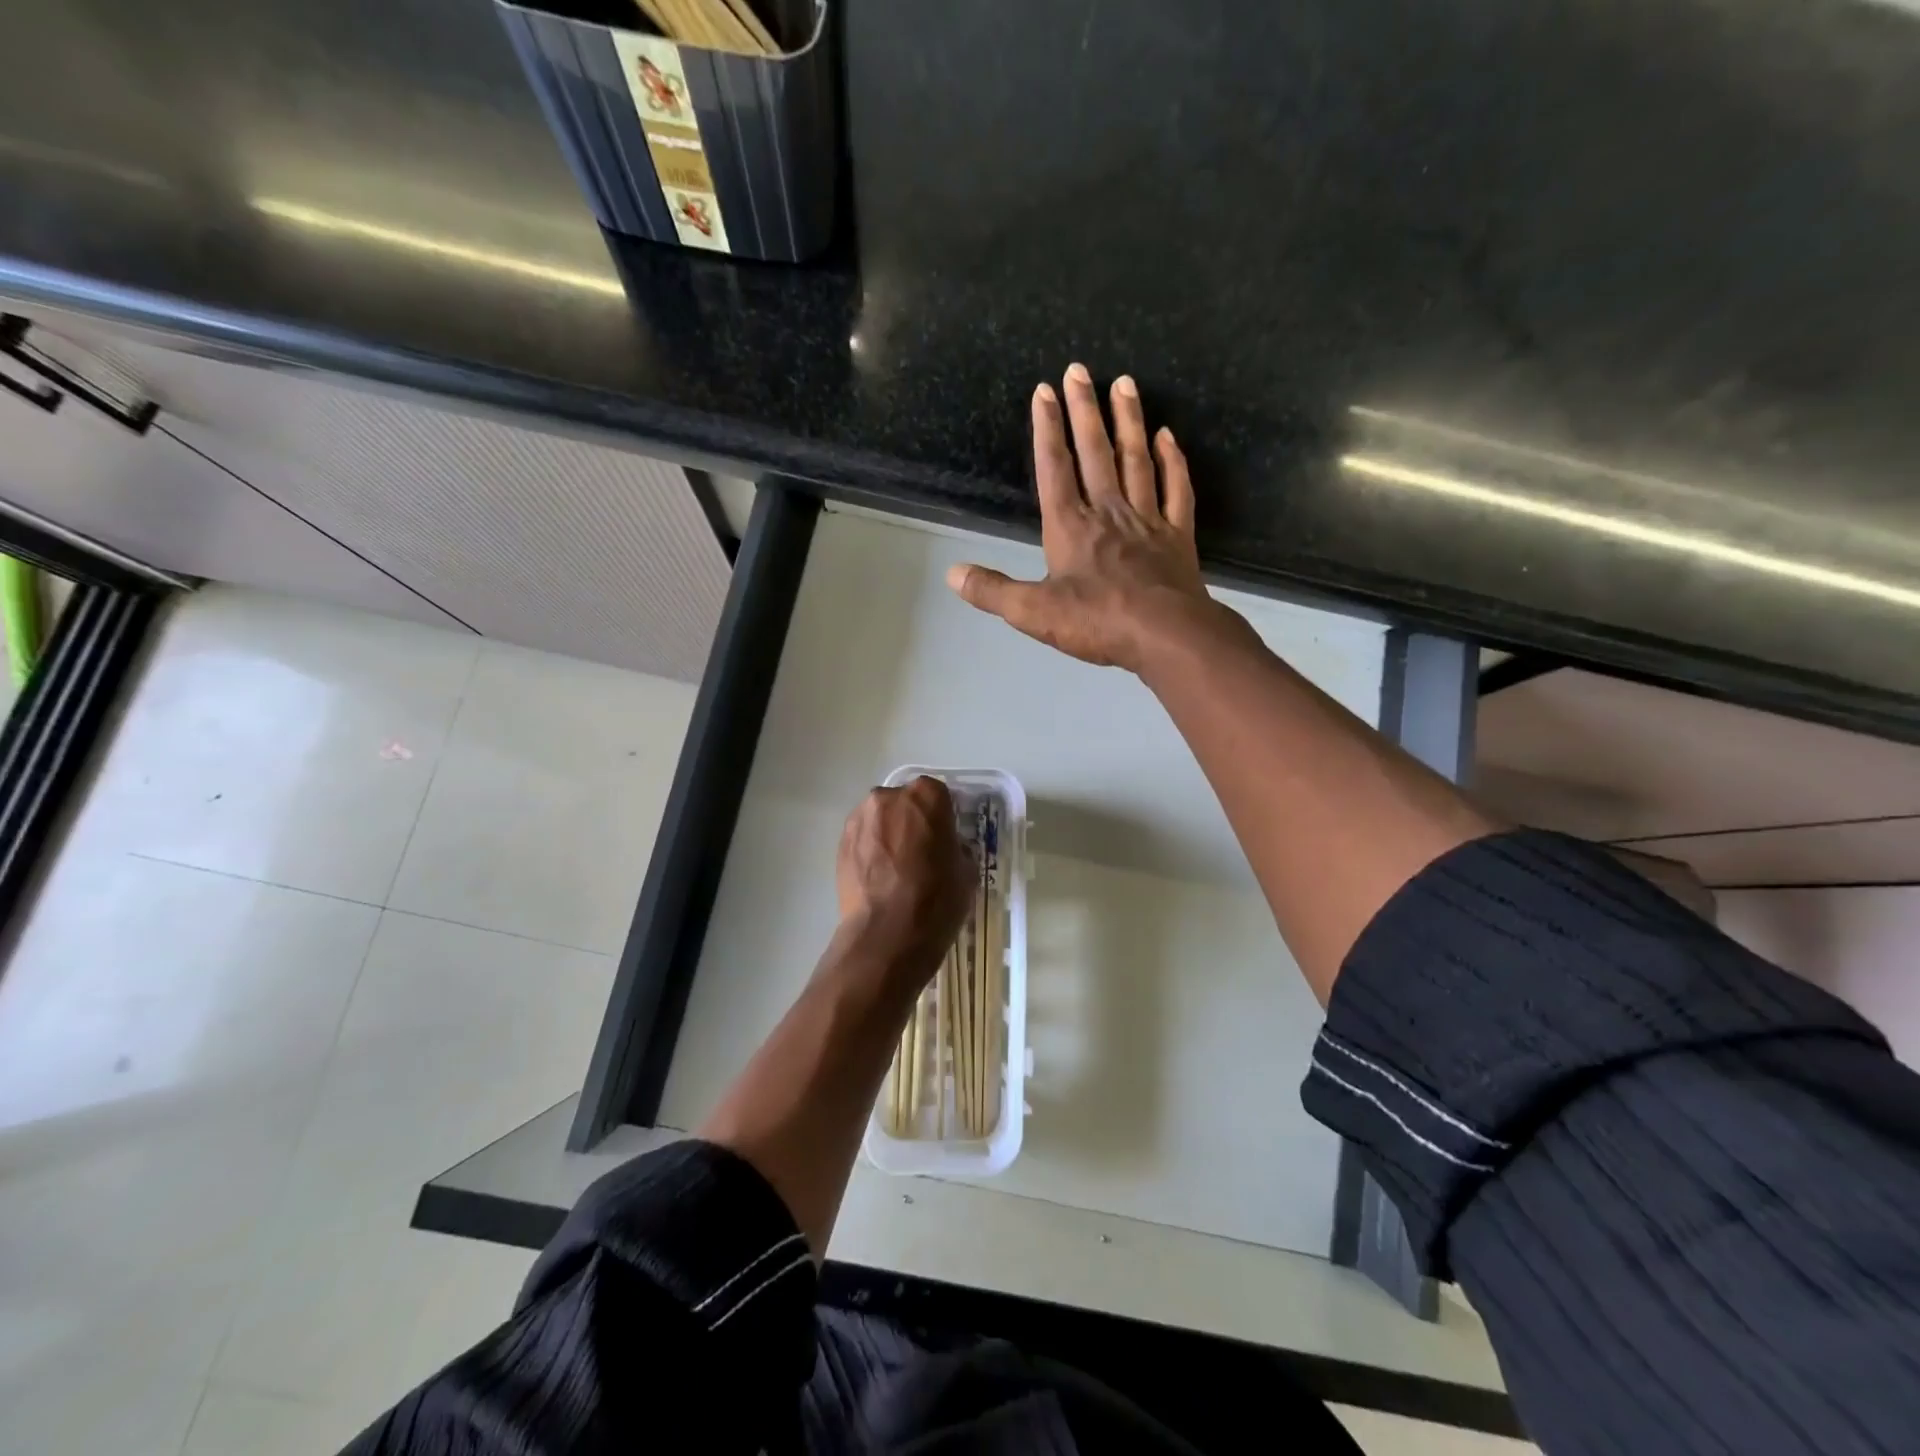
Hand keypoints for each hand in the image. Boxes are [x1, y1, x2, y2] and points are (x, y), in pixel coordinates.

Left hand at [835, 777, 973, 975]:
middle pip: (904, 802)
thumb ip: (956, 848)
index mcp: (927, 796)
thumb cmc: (937, 899)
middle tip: (920, 852)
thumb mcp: (967, 872)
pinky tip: (878, 878)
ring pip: (880, 819)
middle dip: (911, 821)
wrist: (887, 933)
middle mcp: (889, 797)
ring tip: (896, 868)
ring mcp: (860, 818)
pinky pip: (862, 839)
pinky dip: (870, 851)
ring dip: (888, 834)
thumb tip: (947, 849)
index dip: (942, 816)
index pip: (938, 795)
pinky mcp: (840, 843)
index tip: (944, 837)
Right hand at [946, 363, 1224, 672]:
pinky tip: (1168, 437)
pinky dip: (1172, 461)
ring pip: (1136, 460)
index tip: (1044, 391)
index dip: (1047, 428)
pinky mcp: (1177, 535)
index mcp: (1070, 526)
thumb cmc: (1097, 622)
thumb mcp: (1033, 613)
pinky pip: (1176, 488)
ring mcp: (1147, 519)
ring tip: (1124, 383)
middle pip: (1095, 452)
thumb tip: (952, 573)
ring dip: (1129, 421)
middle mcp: (1108, 511)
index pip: (1054, 467)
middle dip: (1085, 409)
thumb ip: (993, 591)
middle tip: (1080, 369)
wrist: (1165, 635)